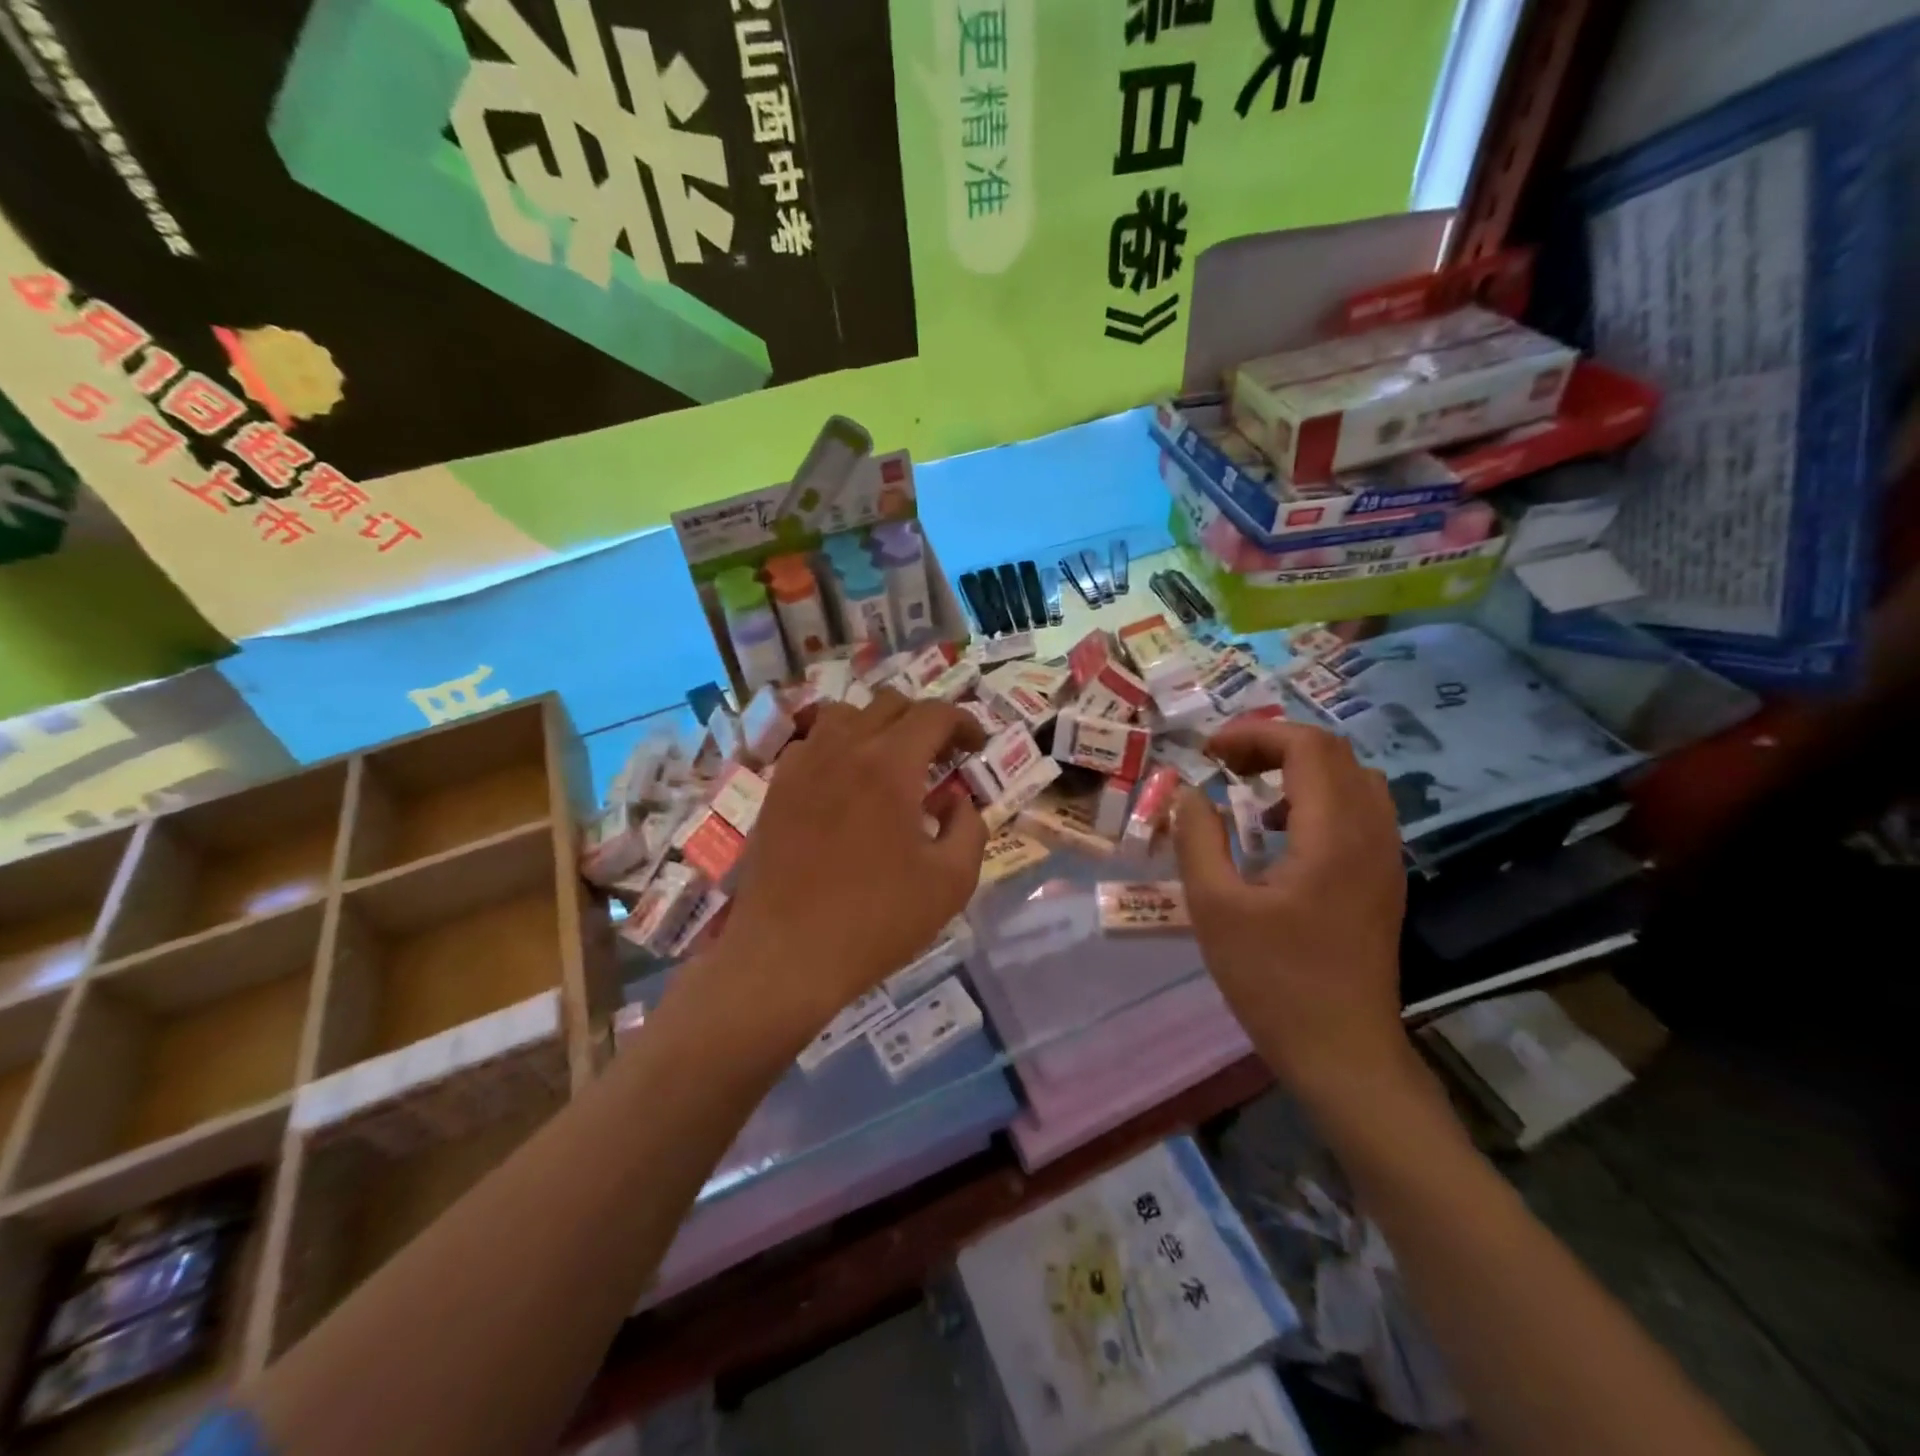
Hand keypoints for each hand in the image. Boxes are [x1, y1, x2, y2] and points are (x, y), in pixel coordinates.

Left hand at [707, 688, 987, 1040]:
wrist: (787, 955)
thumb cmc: (877, 920)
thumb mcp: (951, 882)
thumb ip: (970, 828)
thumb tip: (958, 800)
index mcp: (890, 765)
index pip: (934, 714)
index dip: (964, 722)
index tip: (977, 746)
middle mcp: (844, 749)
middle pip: (890, 704)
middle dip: (925, 721)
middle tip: (942, 755)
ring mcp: (803, 765)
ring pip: (846, 714)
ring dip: (879, 726)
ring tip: (892, 761)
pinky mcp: (777, 788)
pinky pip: (811, 743)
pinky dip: (838, 746)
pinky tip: (845, 782)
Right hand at [1172, 718, 1410, 1102]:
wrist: (1343, 1053)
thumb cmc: (1273, 981)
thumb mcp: (1215, 908)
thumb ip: (1197, 840)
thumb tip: (1189, 794)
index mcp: (1333, 835)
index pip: (1308, 746)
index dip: (1255, 735)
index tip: (1209, 753)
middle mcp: (1371, 835)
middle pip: (1334, 754)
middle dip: (1274, 745)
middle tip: (1225, 766)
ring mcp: (1385, 858)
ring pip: (1354, 780)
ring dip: (1300, 770)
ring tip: (1252, 793)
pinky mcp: (1383, 880)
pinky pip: (1360, 811)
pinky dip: (1319, 799)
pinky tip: (1282, 835)